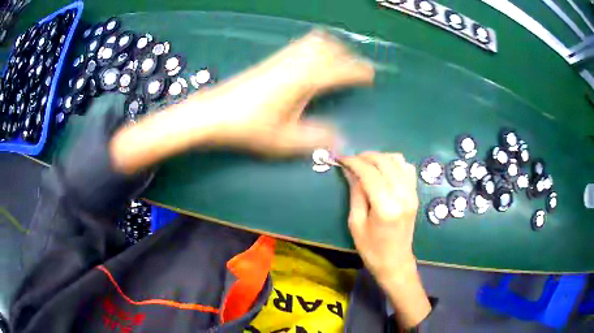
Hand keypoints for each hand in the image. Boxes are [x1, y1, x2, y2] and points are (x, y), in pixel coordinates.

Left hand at [188, 29, 374, 156]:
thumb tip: (339, 141)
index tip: (370, 75)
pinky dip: (313, 47)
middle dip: (347, 55)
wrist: (214, 113)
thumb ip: (315, 139)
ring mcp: (281, 60)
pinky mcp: (270, 61)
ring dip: (330, 47)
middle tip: (355, 68)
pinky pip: (299, 45)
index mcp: (304, 81)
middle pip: (329, 48)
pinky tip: (310, 61)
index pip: (340, 70)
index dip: (358, 71)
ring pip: (313, 42)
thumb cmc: (249, 127)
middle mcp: (295, 65)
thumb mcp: (285, 140)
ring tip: (337, 61)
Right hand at [340, 152, 430, 327]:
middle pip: (385, 162)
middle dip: (366, 156)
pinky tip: (384, 171)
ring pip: (399, 161)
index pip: (370, 173)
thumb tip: (350, 171)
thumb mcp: (356, 223)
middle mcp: (402, 196)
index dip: (354, 162)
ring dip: (381, 158)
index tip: (342, 159)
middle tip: (352, 161)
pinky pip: (407, 169)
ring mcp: (412, 194)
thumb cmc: (371, 249)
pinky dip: (395, 163)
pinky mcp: (415, 195)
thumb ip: (356, 194)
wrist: (395, 261)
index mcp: (386, 207)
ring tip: (367, 164)